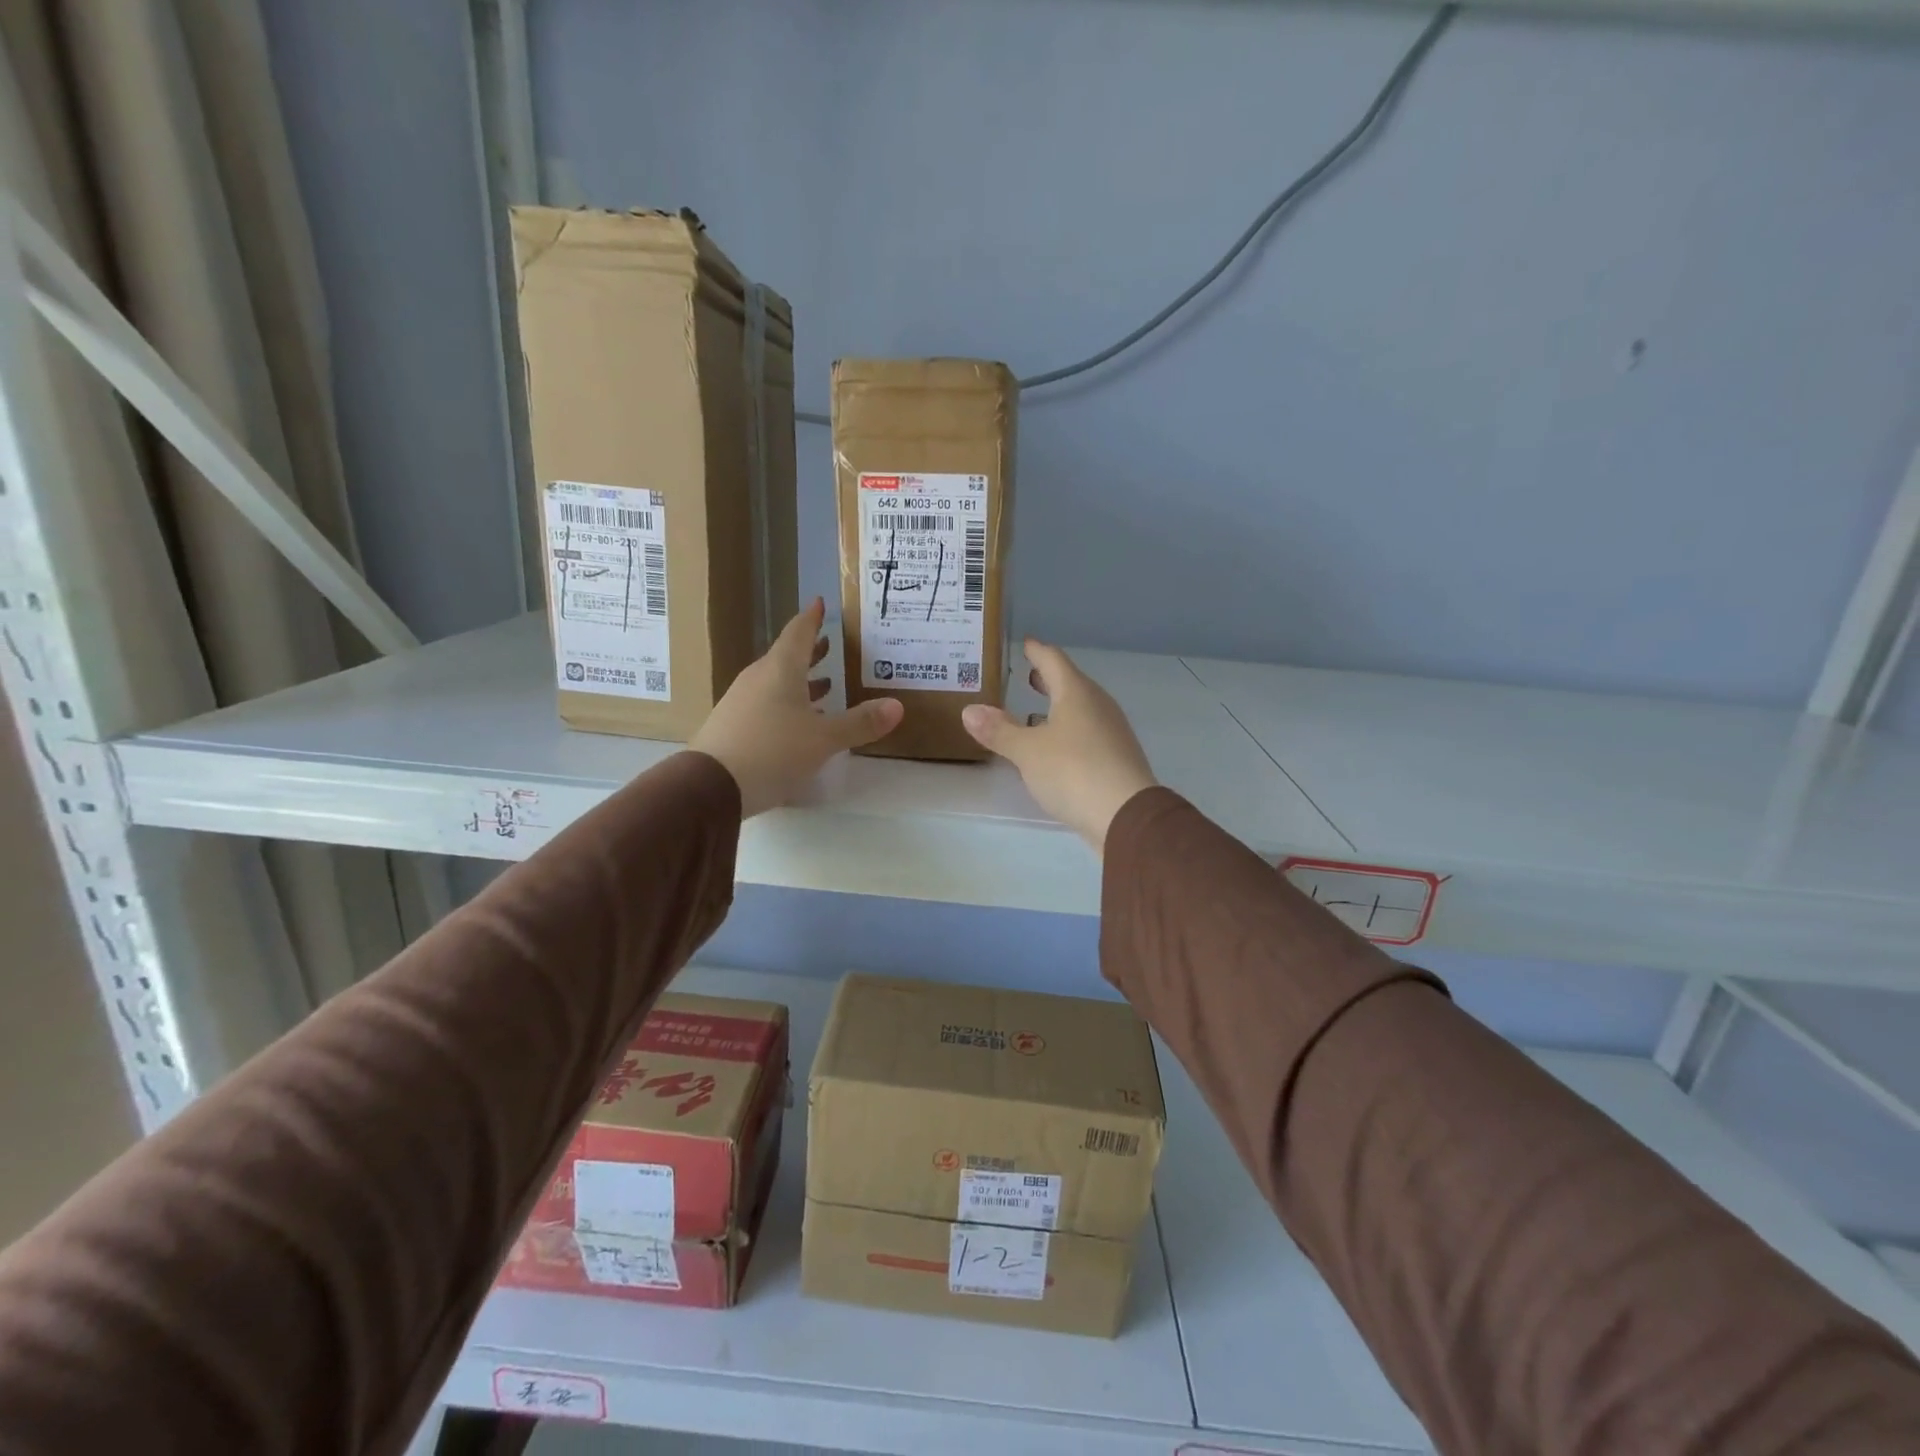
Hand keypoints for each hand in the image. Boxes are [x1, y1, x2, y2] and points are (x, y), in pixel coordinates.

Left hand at [691, 598, 902, 816]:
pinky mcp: (733, 725)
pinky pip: (766, 703)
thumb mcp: (824, 739)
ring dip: (801, 680)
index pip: (798, 632)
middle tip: (831, 644)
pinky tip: (800, 722)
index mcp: (780, 670)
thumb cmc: (772, 751)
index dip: (812, 618)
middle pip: (787, 656)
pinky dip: (787, 703)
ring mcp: (741, 701)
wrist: (711, 786)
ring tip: (825, 684)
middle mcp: (758, 678)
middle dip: (811, 651)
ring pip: (776, 682)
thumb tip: (897, 706)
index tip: (821, 603)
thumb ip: (860, 723)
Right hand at [961, 640, 1156, 851]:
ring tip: (1033, 714)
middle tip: (1028, 676)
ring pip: (1080, 710)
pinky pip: (1086, 734)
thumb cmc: (1073, 771)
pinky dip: (1067, 732)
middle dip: (1048, 680)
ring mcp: (1111, 732)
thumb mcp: (1026, 751)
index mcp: (1077, 693)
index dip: (1037, 650)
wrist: (1126, 816)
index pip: (1053, 660)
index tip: (1026, 643)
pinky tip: (1054, 749)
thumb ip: (999, 730)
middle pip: (1070, 683)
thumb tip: (970, 710)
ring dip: (1058, 708)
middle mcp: (1098, 705)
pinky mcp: (1116, 758)